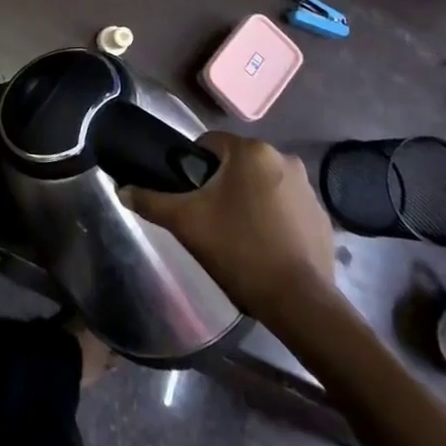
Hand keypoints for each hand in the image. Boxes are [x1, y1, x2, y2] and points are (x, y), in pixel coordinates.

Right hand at [122, 133, 335, 315]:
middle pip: (238, 163)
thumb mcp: (186, 223)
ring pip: (263, 183)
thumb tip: (121, 189)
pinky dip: (274, 217)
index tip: (189, 195)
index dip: (193, 167)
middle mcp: (284, 158)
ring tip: (237, 234)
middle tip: (208, 217)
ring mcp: (309, 188)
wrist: (299, 302)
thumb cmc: (239, 249)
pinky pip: (287, 206)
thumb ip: (151, 201)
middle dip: (222, 184)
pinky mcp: (323, 216)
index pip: (209, 144)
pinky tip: (265, 246)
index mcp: (251, 151)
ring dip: (249, 198)